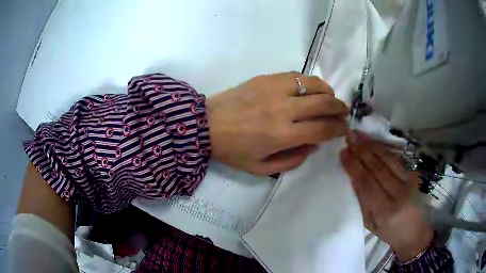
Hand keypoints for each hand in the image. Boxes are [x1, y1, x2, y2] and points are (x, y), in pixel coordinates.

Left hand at [206, 72, 348, 175]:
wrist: (206, 125)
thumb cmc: (233, 150)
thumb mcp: (261, 168)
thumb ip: (293, 160)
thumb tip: (314, 145)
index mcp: (283, 135)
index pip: (323, 129)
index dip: (338, 128)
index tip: (344, 128)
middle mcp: (283, 109)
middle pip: (324, 103)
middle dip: (340, 108)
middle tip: (343, 112)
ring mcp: (274, 89)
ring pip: (313, 84)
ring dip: (328, 91)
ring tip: (330, 98)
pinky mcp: (266, 78)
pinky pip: (296, 76)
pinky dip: (309, 82)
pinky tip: (310, 89)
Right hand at [340, 131, 433, 261]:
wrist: (414, 232)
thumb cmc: (389, 232)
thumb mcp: (370, 224)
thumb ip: (363, 202)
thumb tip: (353, 178)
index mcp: (384, 211)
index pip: (367, 183)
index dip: (354, 166)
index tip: (343, 153)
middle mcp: (398, 194)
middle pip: (377, 168)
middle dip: (362, 151)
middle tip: (349, 138)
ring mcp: (408, 183)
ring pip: (388, 160)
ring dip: (372, 146)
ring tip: (359, 135)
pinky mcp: (413, 177)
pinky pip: (397, 160)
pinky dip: (384, 150)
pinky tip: (375, 143)